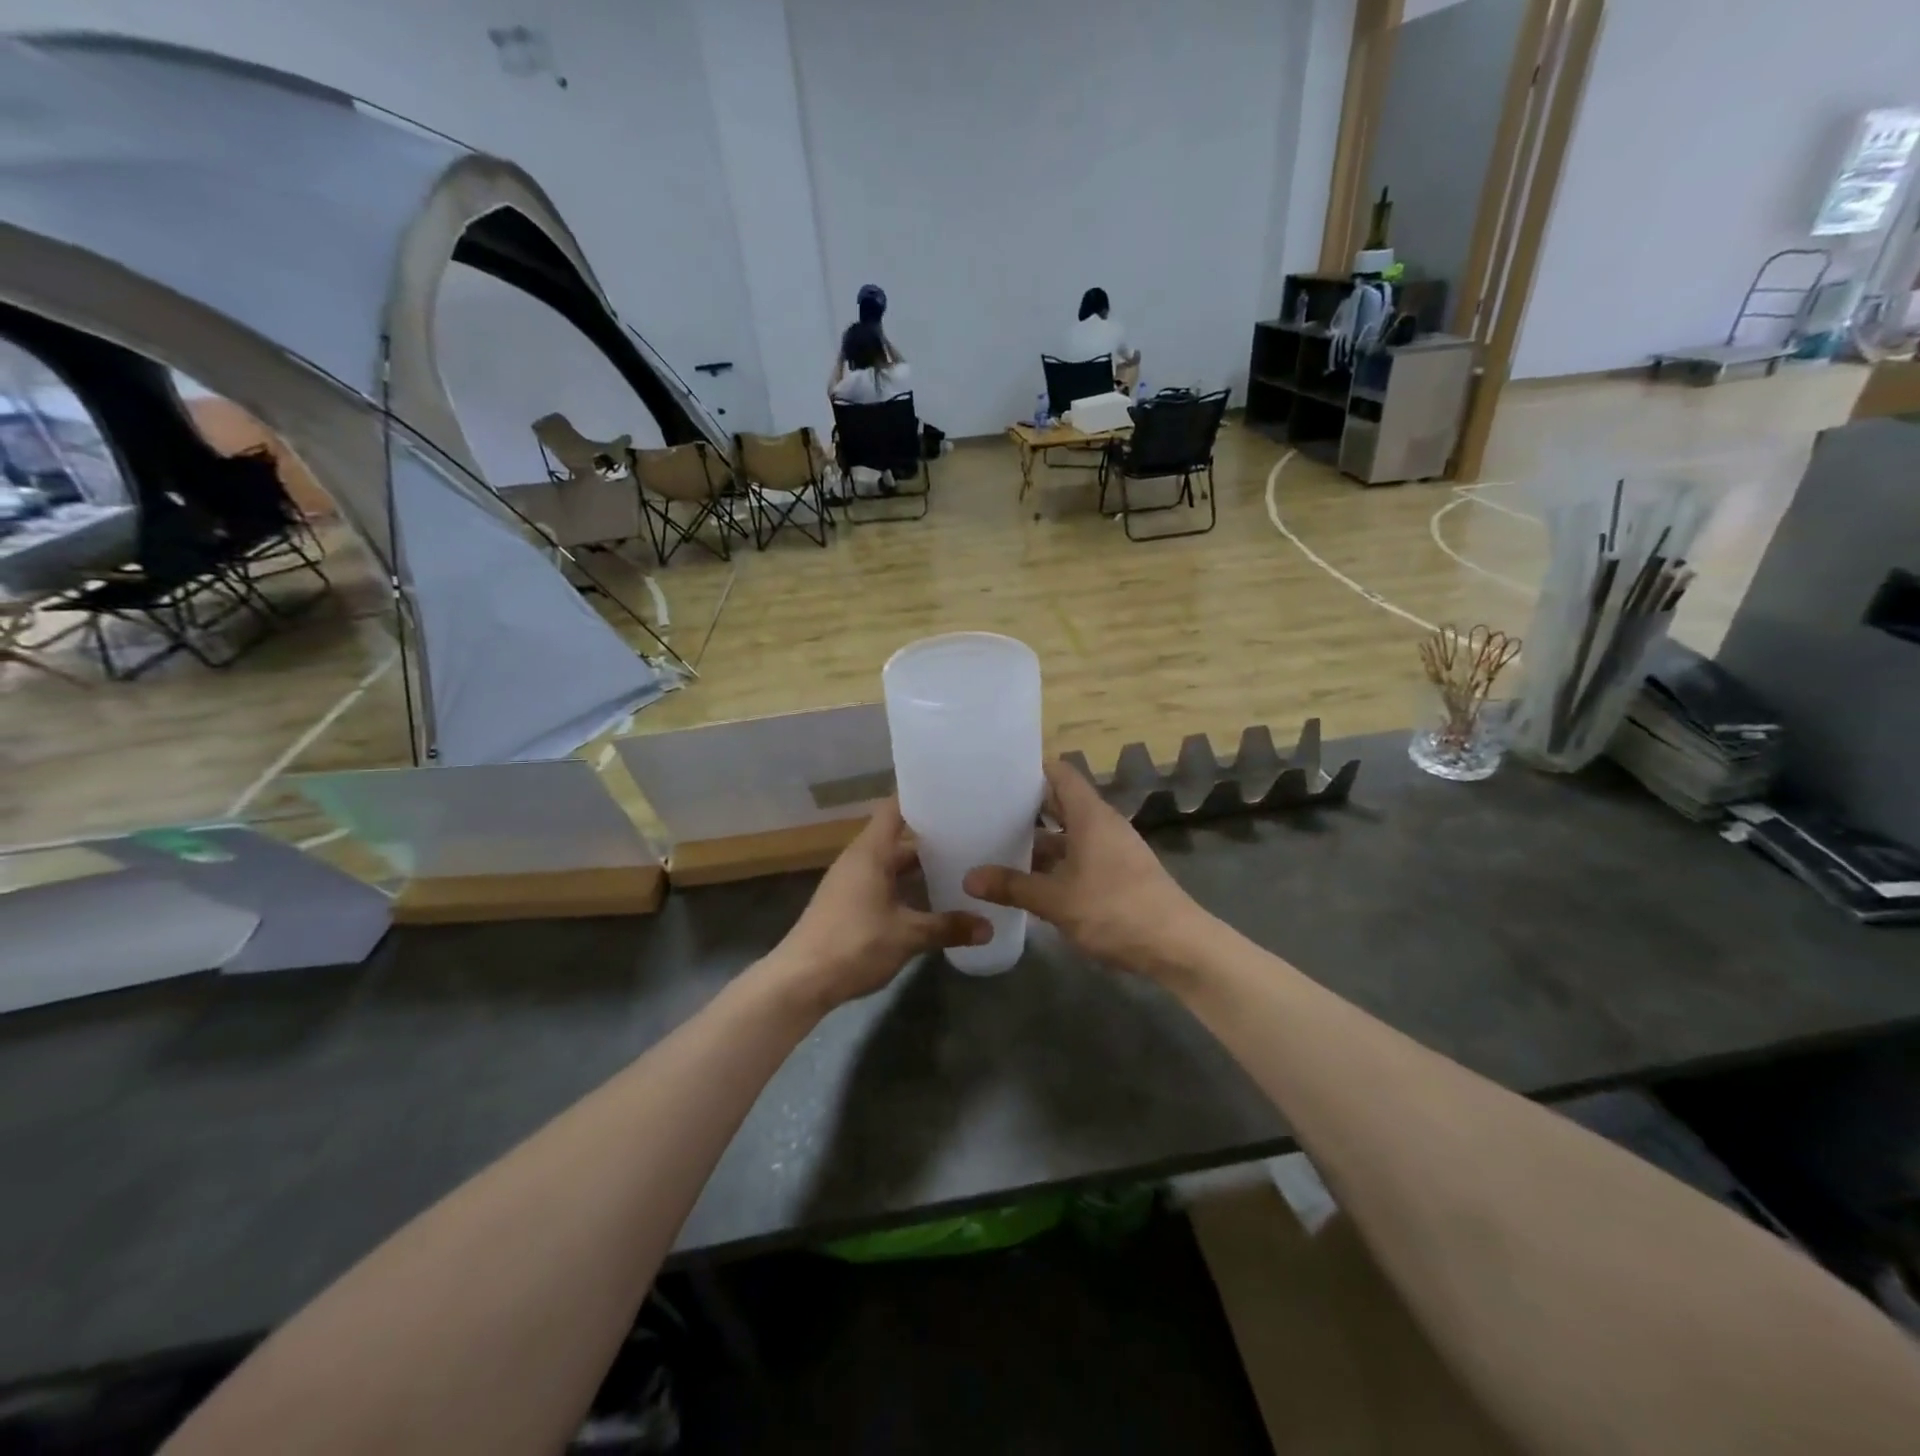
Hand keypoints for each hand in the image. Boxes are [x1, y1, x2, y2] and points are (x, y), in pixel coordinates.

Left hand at [764, 799, 990, 1011]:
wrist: (800, 981)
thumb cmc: (854, 944)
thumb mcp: (908, 935)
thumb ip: (948, 927)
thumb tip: (988, 927)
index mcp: (870, 852)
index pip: (894, 808)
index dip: (920, 797)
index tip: (951, 794)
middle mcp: (858, 859)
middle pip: (898, 838)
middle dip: (932, 839)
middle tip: (971, 838)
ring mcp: (850, 882)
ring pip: (891, 864)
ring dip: (919, 868)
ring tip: (959, 869)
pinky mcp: (847, 904)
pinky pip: (882, 883)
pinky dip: (906, 887)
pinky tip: (930, 902)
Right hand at [964, 760, 1211, 981]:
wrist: (1177, 946)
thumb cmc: (1115, 910)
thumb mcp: (1056, 900)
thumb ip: (1013, 886)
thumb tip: (969, 878)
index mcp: (1090, 816)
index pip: (1059, 773)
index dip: (1030, 769)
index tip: (996, 773)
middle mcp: (1102, 824)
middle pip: (1060, 803)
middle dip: (1026, 807)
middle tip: (985, 810)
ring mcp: (1112, 849)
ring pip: (1068, 834)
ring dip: (1038, 840)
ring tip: (997, 844)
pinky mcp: (1117, 873)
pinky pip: (1078, 856)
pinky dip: (1054, 862)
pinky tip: (1028, 879)